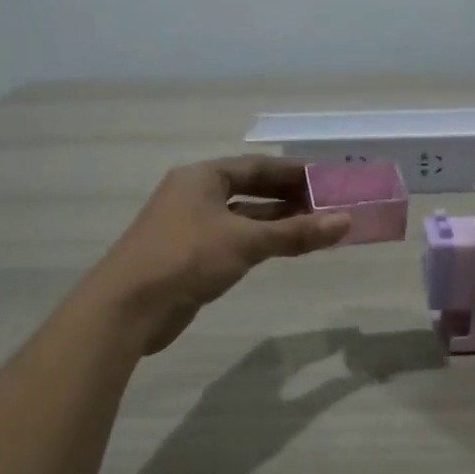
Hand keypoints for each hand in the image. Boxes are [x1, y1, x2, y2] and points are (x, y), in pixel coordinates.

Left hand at [91, 157, 349, 353]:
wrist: (128, 307)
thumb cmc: (186, 258)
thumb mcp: (245, 242)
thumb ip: (296, 232)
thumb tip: (346, 221)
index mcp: (202, 177)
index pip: (256, 167)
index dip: (293, 172)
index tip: (327, 179)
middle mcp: (194, 195)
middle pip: (250, 190)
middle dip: (288, 197)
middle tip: (327, 205)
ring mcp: (190, 227)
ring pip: (242, 218)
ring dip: (276, 222)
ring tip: (315, 226)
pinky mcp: (189, 256)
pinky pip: (233, 241)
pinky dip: (259, 242)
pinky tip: (283, 249)